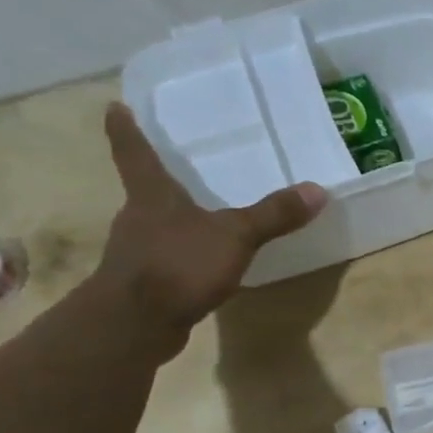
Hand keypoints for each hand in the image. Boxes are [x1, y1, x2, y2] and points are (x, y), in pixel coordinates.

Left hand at [96, 103, 327, 347]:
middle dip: (160, 180)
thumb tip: (317, 190)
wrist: (134, 324)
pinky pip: (167, 259)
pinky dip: (182, 256)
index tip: (115, 107)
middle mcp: (137, 218)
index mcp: (152, 196)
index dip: (126, 129)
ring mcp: (136, 253)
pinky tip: (201, 264)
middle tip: (176, 165)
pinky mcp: (144, 284)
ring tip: (199, 217)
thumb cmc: (177, 265)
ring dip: (173, 221)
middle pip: (146, 190)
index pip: (134, 153)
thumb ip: (274, 215)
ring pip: (156, 226)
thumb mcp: (235, 237)